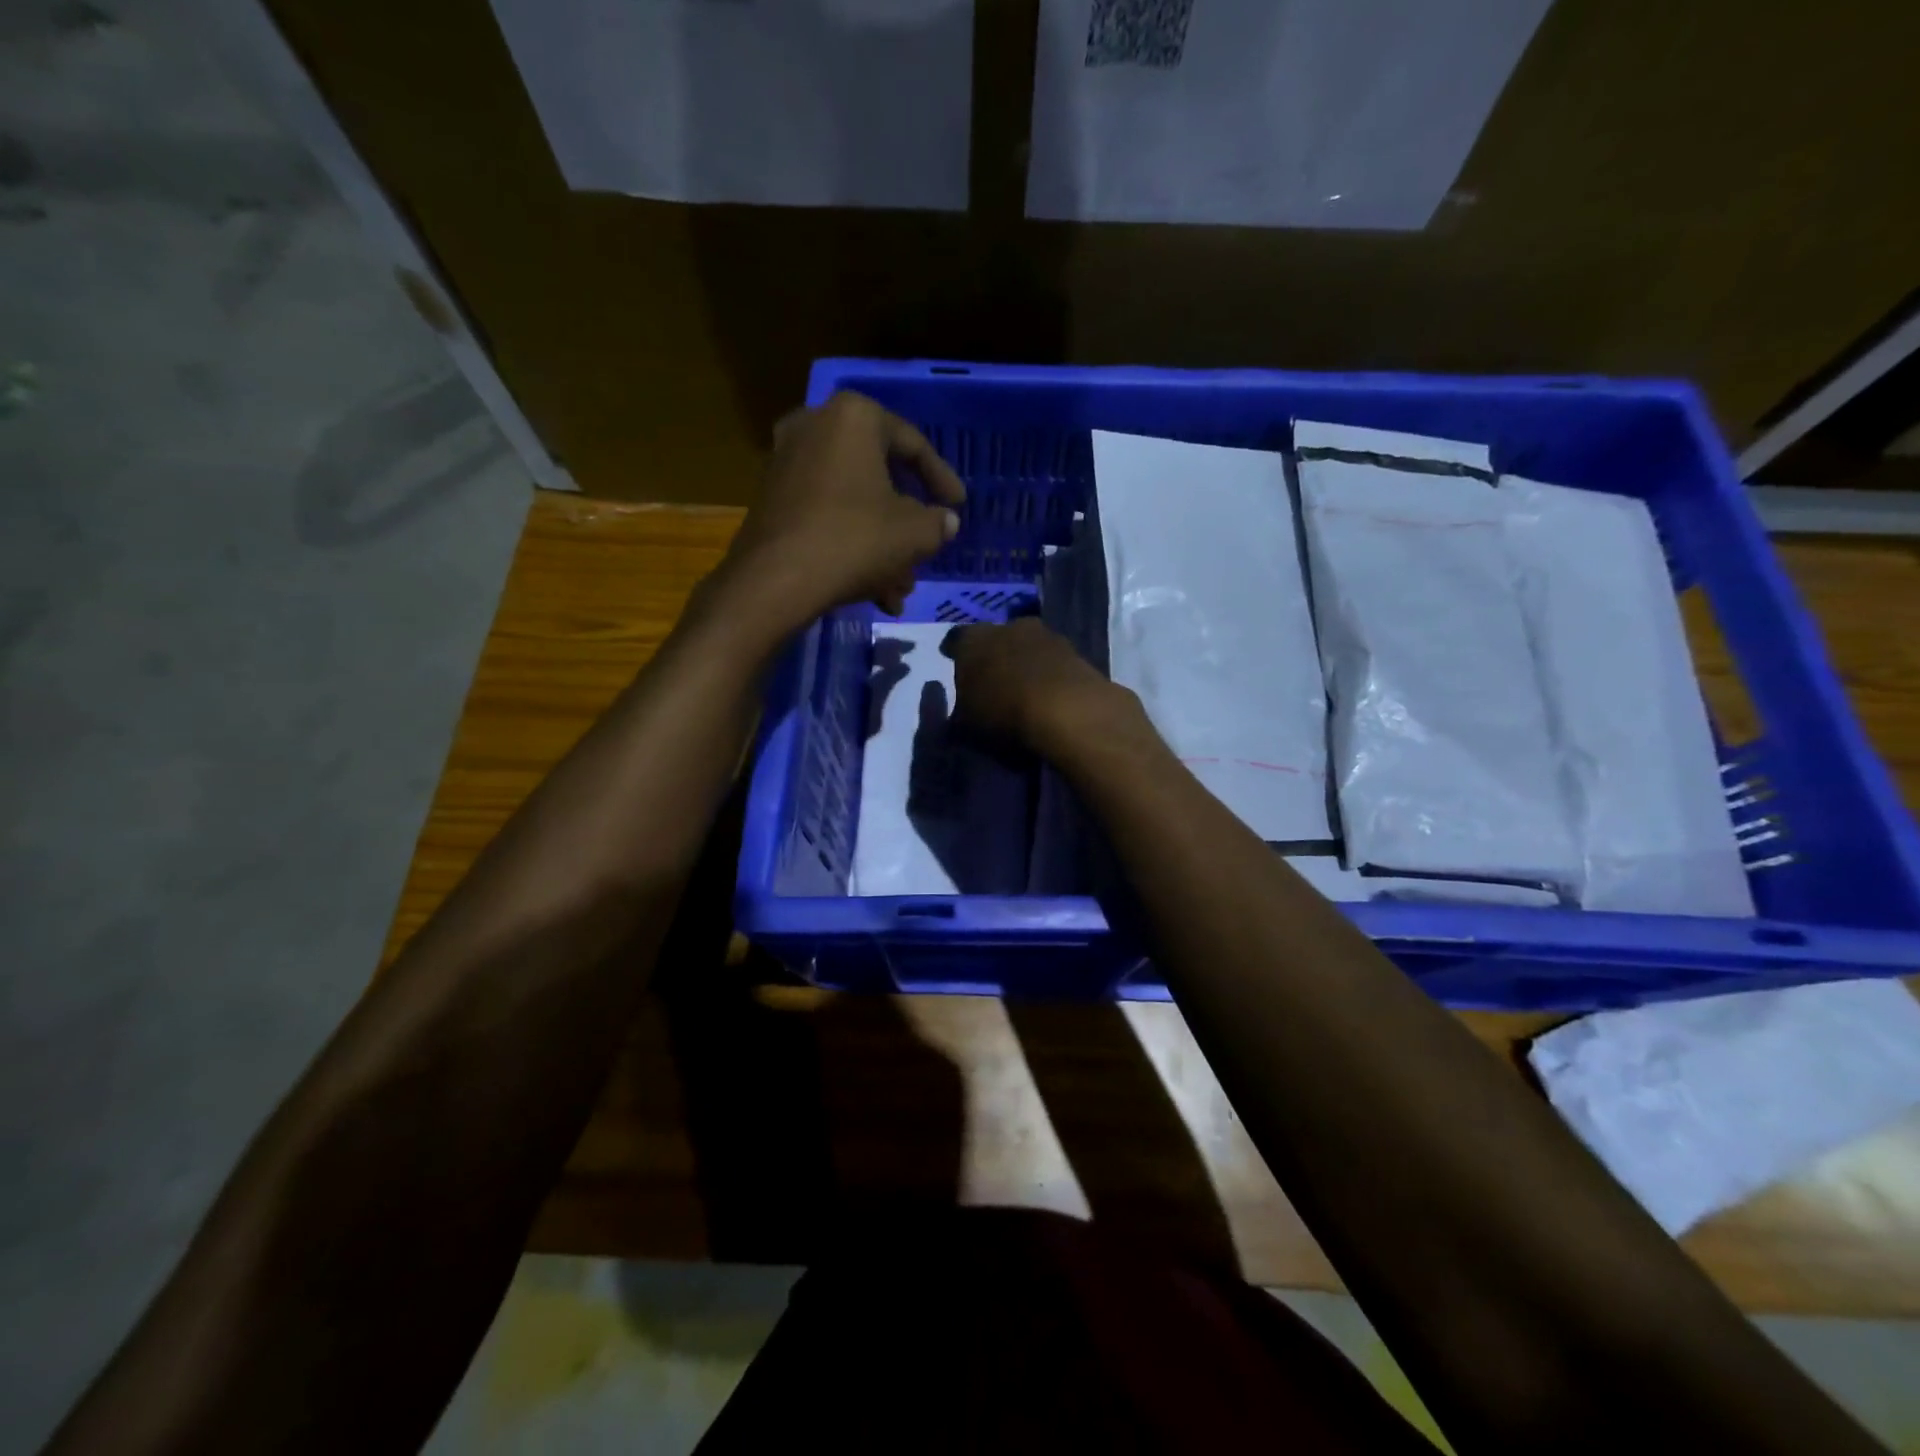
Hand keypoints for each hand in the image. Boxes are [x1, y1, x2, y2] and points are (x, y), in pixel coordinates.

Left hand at [720, 391, 965, 625]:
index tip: (958, 505)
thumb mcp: (914, 534)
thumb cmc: (854, 540)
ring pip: (853, 503)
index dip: (942, 479)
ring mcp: (787, 463)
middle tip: (927, 547)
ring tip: (900, 588)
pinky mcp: (772, 500)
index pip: (912, 444)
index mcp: (854, 417)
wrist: (776, 580)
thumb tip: (946, 522)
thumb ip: (937, 523)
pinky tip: (872, 591)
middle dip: (906, 522)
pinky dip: (851, 546)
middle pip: (879, 476)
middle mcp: (815, 427)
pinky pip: (826, 516)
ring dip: (882, 545)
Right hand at [943, 618, 1135, 759]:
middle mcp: (1008, 627)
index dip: (955, 653)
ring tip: (1023, 690)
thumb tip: (958, 714)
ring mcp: (1047, 636)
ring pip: (1029, 647)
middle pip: (997, 638)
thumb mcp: (966, 727)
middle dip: (994, 655)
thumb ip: (958, 716)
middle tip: (992, 679)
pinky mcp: (1077, 653)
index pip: (956, 640)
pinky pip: (1054, 664)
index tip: (954, 663)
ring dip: (1026, 663)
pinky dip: (1050, 676)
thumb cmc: (1003, 714)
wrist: (1068, 711)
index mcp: (973, 640)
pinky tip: (1049, 697)